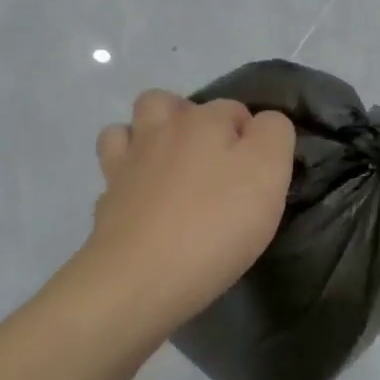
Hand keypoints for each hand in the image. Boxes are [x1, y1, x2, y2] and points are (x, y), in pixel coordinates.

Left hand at [77, 90, 296, 340]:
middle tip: (210, 159)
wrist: (142, 278)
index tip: (260, 173)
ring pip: (125, 130)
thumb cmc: (217, 223)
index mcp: (202, 121)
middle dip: (186, 118)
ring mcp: (124, 166)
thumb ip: (274, 135)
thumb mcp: (269, 172)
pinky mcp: (105, 203)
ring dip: (144, 138)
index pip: (234, 108)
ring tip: (167, 169)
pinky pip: (112, 175)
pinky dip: (126, 180)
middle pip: (166, 102)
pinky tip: (144, 202)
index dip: (251, 135)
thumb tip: (262, 123)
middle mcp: (159, 132)